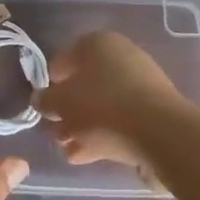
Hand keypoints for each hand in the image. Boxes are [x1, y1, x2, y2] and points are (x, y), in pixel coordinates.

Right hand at [34, 31, 187, 181]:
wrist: (159, 133)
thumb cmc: (102, 107)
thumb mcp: (61, 102)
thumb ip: (46, 100)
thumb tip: (40, 99)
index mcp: (97, 43)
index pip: (64, 59)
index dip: (50, 82)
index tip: (44, 104)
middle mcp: (120, 56)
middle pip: (84, 84)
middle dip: (67, 110)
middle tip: (55, 131)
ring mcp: (140, 83)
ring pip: (101, 104)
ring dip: (82, 126)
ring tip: (67, 150)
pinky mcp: (153, 110)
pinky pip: (119, 120)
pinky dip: (102, 135)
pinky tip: (86, 156)